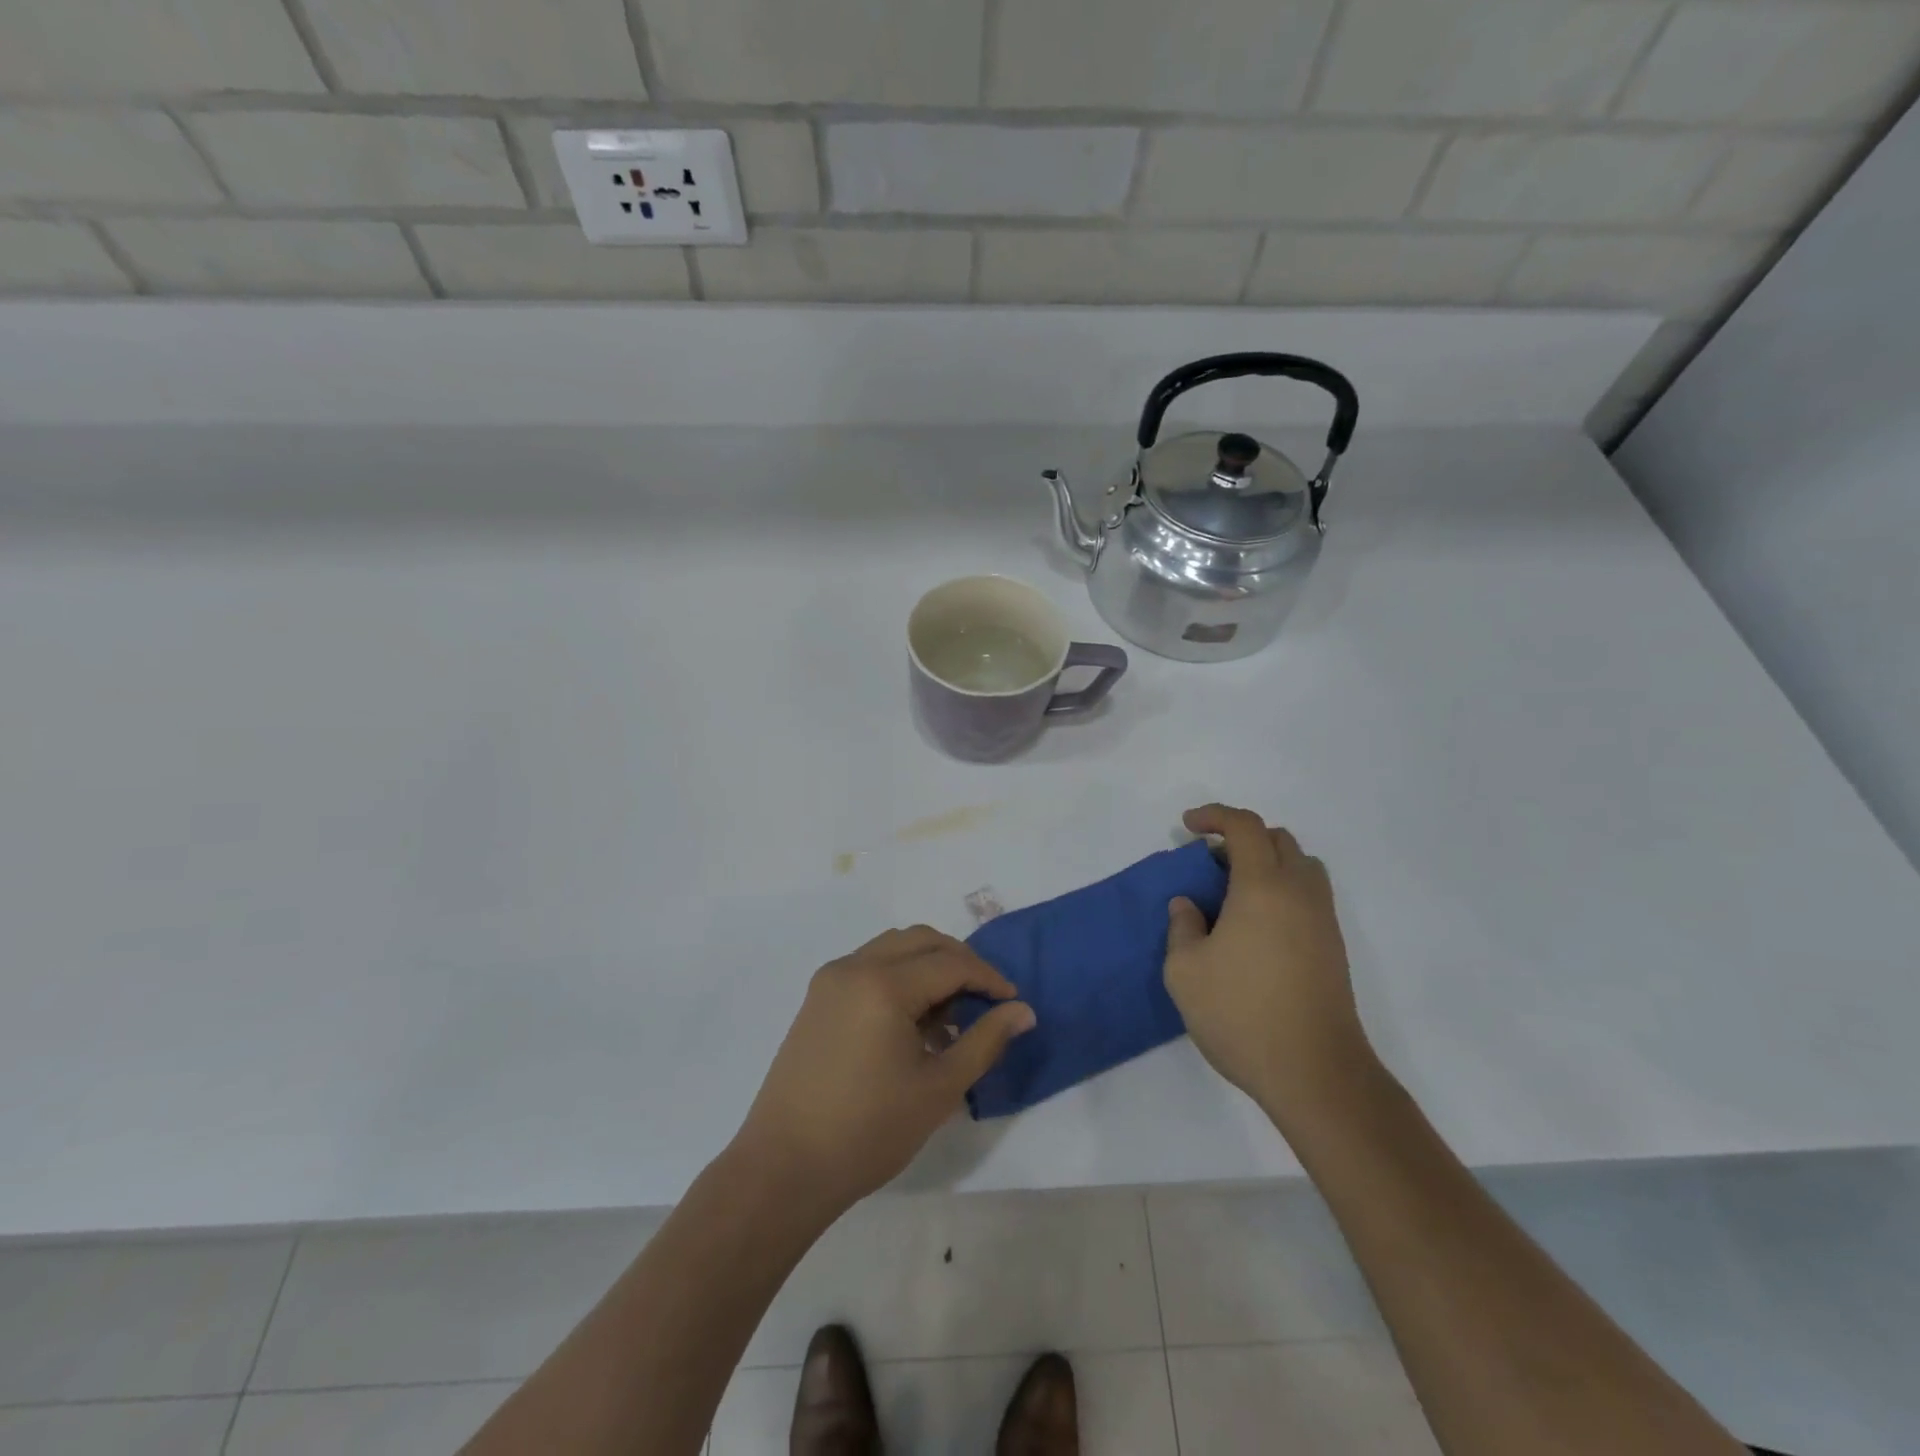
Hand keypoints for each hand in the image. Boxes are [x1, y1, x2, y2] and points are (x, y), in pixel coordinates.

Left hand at [734, 927, 1034, 1216]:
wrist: (784, 1167)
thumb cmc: (869, 1130)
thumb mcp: (939, 1088)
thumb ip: (985, 1041)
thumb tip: (1024, 1011)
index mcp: (883, 984)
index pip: (951, 963)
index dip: (989, 978)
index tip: (1014, 1003)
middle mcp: (854, 966)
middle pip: (922, 941)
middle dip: (960, 962)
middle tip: (987, 1000)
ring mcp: (831, 979)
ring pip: (894, 948)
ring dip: (929, 966)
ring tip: (951, 1014)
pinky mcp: (818, 997)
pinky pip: (870, 966)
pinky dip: (900, 977)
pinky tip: (913, 1022)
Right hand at [1164, 804, 1375, 1129]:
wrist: (1315, 1072)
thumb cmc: (1241, 1014)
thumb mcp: (1185, 971)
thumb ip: (1182, 927)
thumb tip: (1189, 905)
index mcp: (1263, 887)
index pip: (1246, 827)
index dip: (1215, 816)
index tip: (1188, 826)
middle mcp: (1299, 892)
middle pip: (1278, 839)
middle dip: (1240, 837)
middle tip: (1208, 862)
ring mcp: (1322, 920)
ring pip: (1300, 866)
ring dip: (1266, 862)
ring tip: (1233, 892)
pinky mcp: (1333, 947)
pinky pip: (1307, 895)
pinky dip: (1281, 889)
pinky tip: (1254, 926)